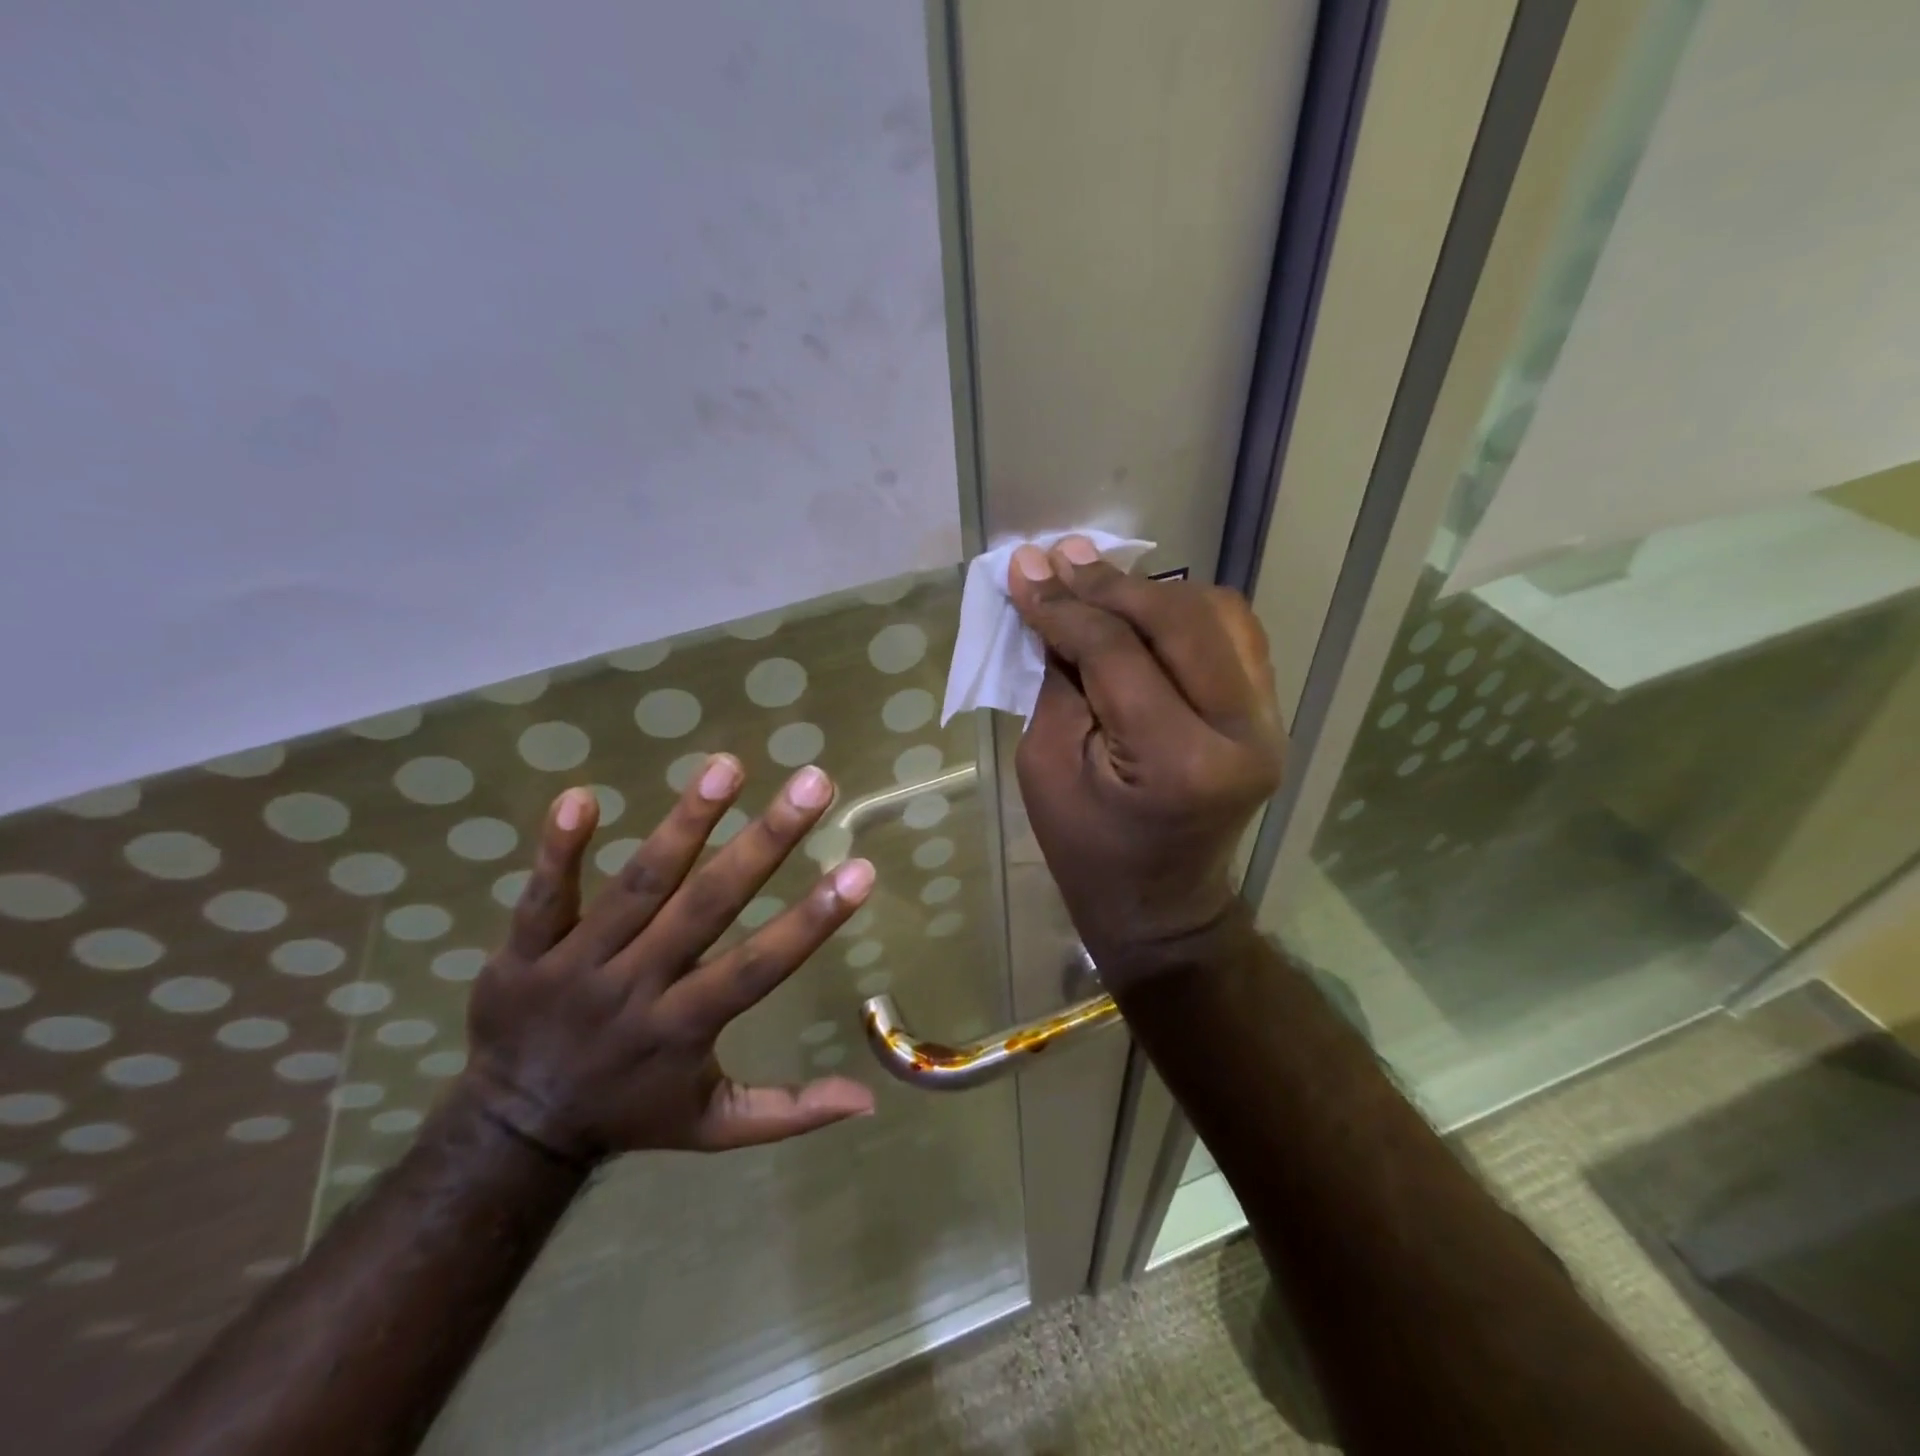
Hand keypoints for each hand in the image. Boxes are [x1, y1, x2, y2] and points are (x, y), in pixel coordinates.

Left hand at [458, 757, 877, 1163]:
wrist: (510, 1132)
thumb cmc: (630, 1113)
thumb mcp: (714, 1128)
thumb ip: (789, 1112)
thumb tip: (868, 1100)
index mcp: (685, 1028)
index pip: (758, 967)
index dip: (811, 921)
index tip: (860, 870)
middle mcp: (637, 987)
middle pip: (707, 907)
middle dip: (765, 842)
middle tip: (814, 784)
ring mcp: (576, 965)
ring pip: (638, 887)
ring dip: (684, 824)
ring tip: (728, 767)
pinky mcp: (523, 951)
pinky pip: (543, 896)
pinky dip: (559, 849)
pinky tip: (582, 796)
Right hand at [1008, 536, 1285, 982]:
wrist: (1160, 905)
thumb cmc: (1088, 850)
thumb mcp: (1046, 766)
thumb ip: (1056, 678)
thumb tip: (1050, 601)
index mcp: (1178, 760)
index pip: (1117, 653)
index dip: (1064, 606)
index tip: (1023, 571)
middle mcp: (1240, 732)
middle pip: (1178, 620)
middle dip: (1109, 584)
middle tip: (1057, 557)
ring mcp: (1266, 721)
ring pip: (1217, 615)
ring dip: (1151, 592)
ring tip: (1096, 579)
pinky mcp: (1267, 715)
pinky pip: (1233, 636)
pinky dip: (1185, 612)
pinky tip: (1144, 608)